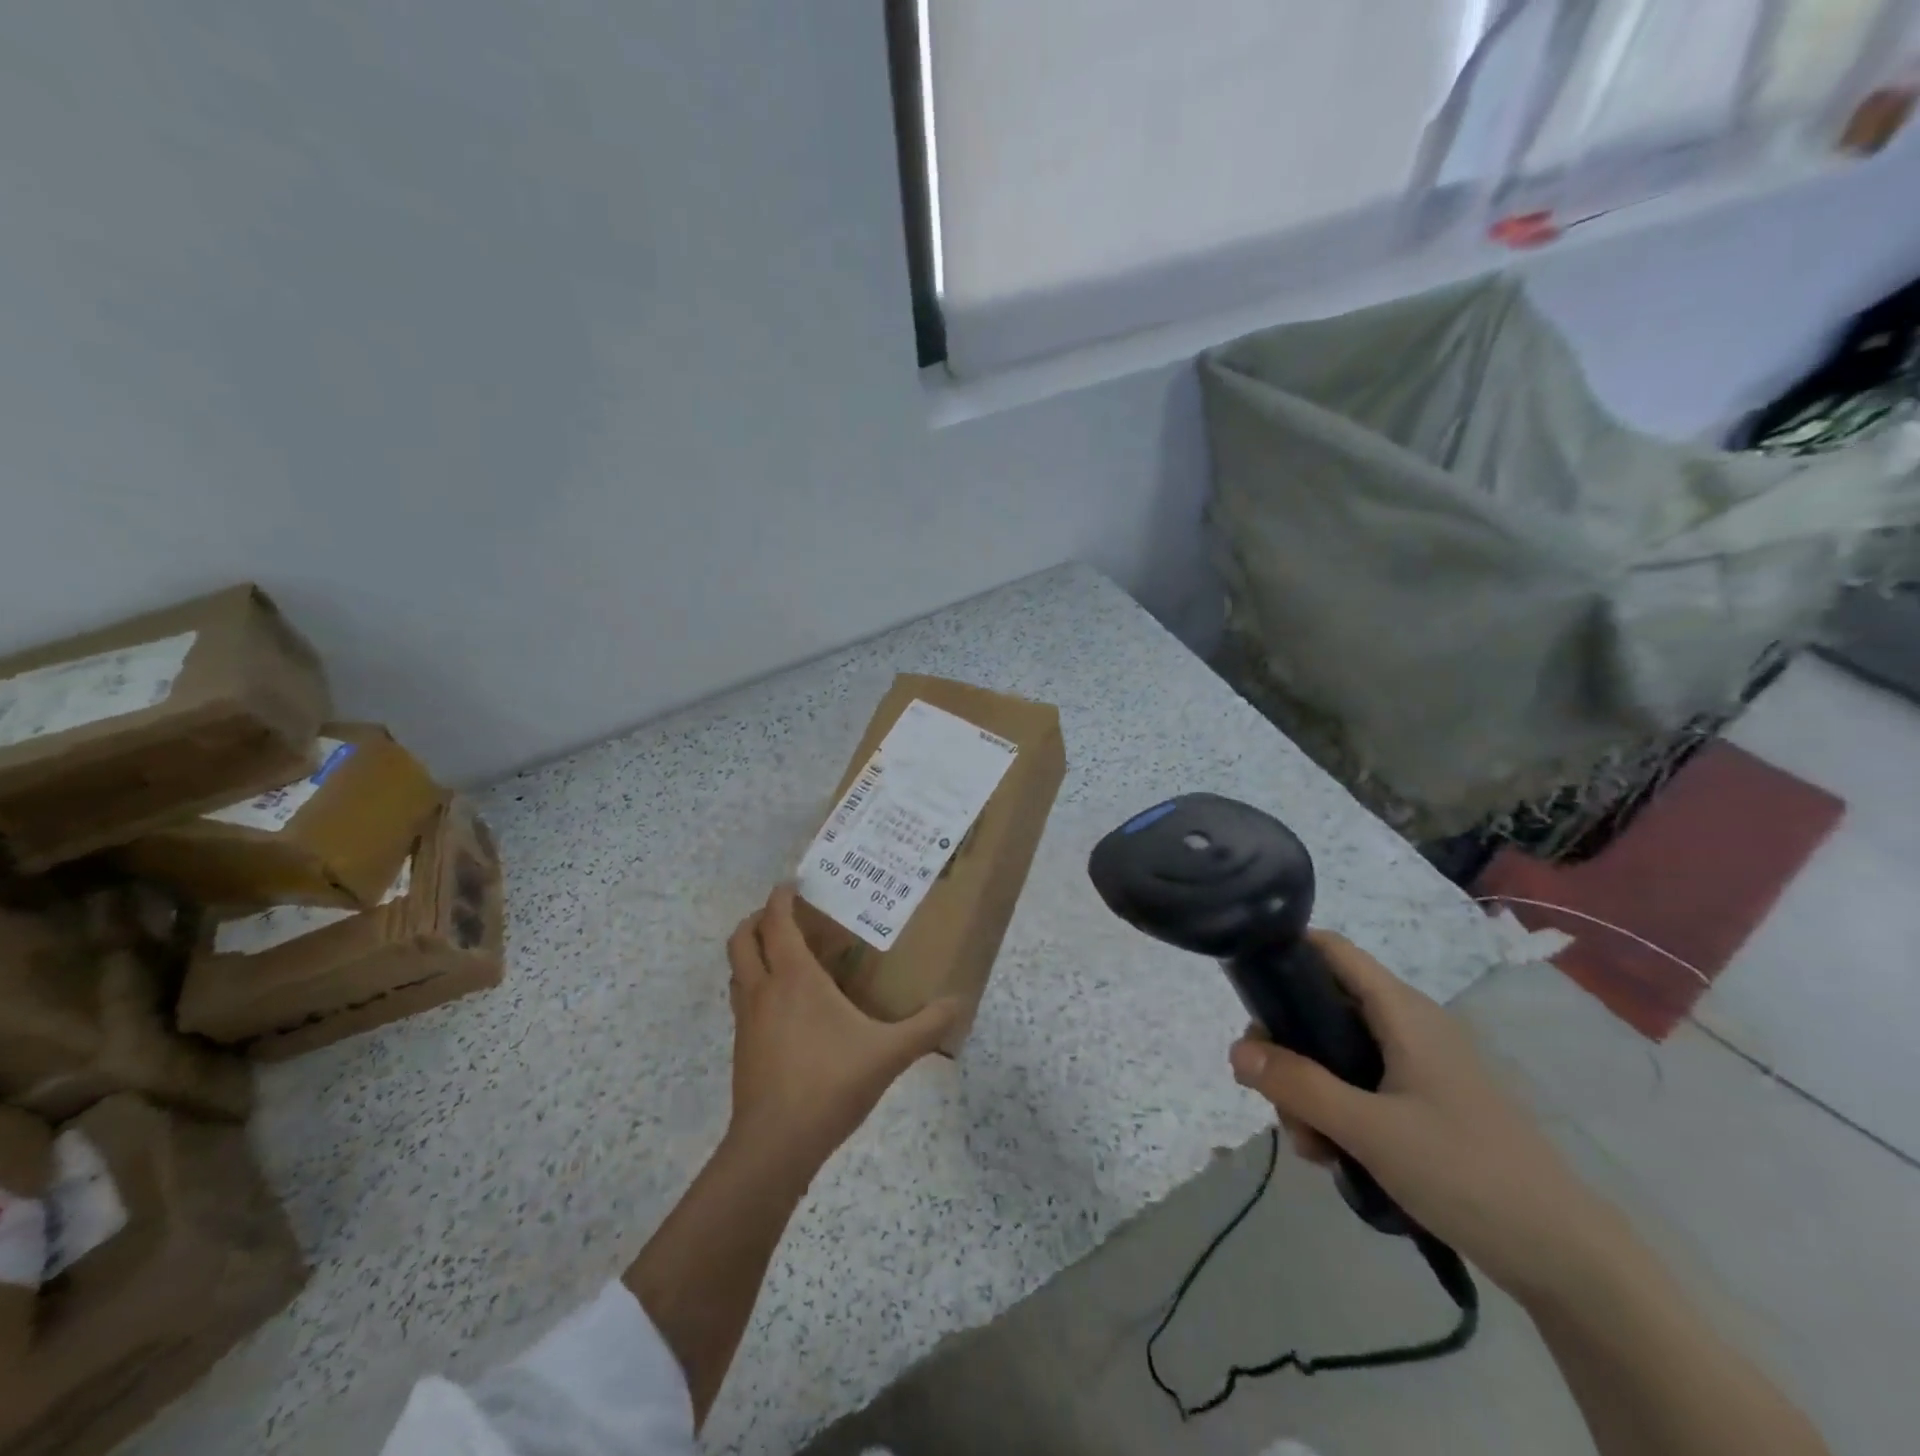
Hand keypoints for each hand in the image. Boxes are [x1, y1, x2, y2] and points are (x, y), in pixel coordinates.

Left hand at [724, 884, 959, 1181]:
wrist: (775, 1145)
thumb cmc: (830, 1083)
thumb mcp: (888, 1053)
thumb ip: (926, 1027)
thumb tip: (959, 1004)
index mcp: (794, 978)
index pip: (776, 922)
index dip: (780, 897)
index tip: (793, 883)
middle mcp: (764, 989)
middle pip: (741, 938)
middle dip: (756, 918)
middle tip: (785, 916)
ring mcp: (747, 1020)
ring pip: (737, 970)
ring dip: (753, 952)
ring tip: (785, 955)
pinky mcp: (742, 1048)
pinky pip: (743, 999)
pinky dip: (756, 985)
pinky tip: (786, 1007)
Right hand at [1228, 932, 1620, 1301]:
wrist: (1567, 1259)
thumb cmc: (1467, 1173)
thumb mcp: (1370, 1130)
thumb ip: (1299, 1086)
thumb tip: (1236, 1050)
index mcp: (1402, 1011)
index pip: (1331, 950)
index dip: (1285, 953)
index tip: (1247, 991)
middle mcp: (1408, 1026)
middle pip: (1322, 1007)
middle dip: (1288, 1049)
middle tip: (1274, 1096)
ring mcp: (1417, 1066)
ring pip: (1335, 1054)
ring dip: (1308, 1091)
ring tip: (1309, 1145)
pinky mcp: (1423, 1103)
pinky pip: (1359, 1087)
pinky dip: (1336, 1112)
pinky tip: (1332, 1156)